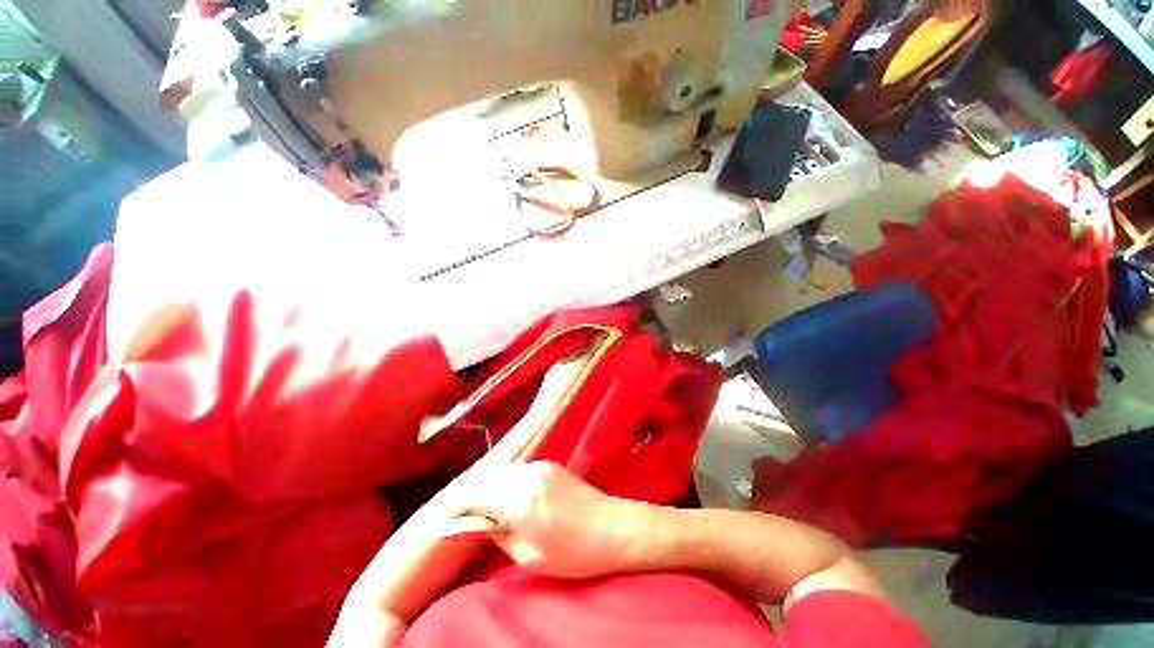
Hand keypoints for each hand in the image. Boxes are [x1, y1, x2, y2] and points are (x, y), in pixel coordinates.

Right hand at [444, 462, 644, 579]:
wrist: (612, 527)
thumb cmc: (572, 552)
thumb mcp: (529, 557)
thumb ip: (499, 535)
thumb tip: (479, 524)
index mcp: (520, 501)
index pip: (477, 494)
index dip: (461, 506)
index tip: (453, 520)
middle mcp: (527, 476)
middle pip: (488, 478)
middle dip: (475, 494)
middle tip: (470, 515)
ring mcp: (540, 467)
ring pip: (504, 471)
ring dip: (493, 485)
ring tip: (490, 507)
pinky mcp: (550, 465)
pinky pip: (520, 470)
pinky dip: (509, 481)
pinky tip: (513, 496)